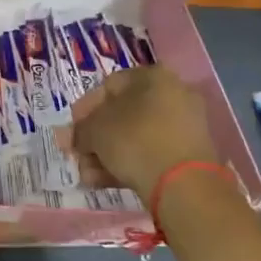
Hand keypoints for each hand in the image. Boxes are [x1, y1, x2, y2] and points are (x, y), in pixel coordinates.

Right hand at [56, 65, 219, 192]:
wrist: (184, 184)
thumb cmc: (136, 141)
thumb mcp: (95, 130)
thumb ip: (80, 130)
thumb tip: (75, 137)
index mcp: (153, 76)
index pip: (109, 85)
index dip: (84, 108)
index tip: (71, 130)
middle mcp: (172, 94)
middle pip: (122, 114)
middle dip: (95, 137)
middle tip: (78, 156)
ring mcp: (183, 126)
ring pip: (135, 137)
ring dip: (107, 154)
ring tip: (87, 175)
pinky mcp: (188, 155)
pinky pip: (150, 153)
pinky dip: (127, 164)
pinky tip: (104, 182)